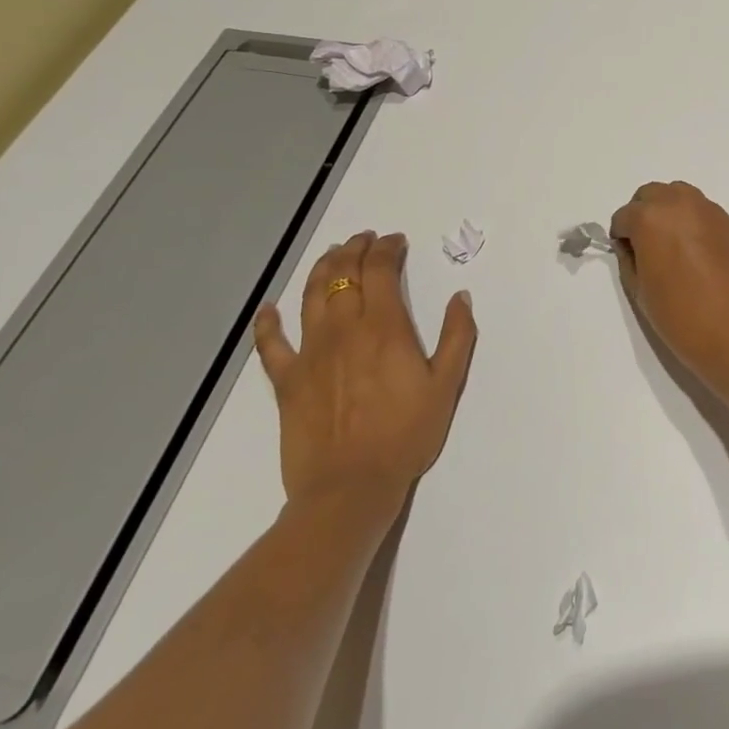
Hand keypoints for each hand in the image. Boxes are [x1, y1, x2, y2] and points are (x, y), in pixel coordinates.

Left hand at [253, 232, 477, 505]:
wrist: (350, 488)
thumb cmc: (406, 435)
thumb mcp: (447, 385)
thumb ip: (457, 336)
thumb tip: (460, 297)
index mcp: (384, 327)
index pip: (380, 270)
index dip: (387, 249)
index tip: (396, 242)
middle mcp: (343, 329)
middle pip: (343, 274)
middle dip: (356, 249)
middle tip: (366, 240)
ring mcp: (310, 353)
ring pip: (309, 296)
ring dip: (321, 268)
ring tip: (332, 255)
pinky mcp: (286, 381)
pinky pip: (271, 345)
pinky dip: (268, 323)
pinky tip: (268, 309)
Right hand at [609, 182, 728, 402]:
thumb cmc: (685, 319)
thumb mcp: (642, 293)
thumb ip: (630, 261)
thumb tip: (632, 247)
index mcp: (651, 219)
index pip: (624, 217)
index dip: (622, 238)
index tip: (629, 258)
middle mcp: (679, 203)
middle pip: (651, 196)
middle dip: (642, 216)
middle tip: (646, 250)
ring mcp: (708, 209)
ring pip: (677, 196)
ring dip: (667, 212)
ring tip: (671, 248)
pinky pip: (700, 209)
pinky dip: (690, 220)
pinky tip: (695, 252)